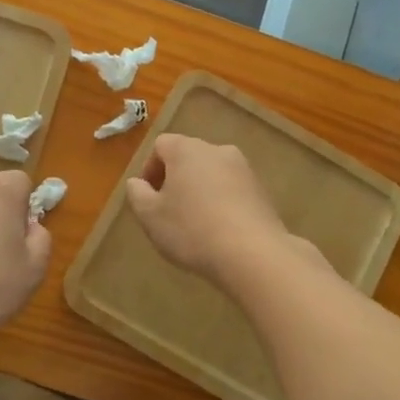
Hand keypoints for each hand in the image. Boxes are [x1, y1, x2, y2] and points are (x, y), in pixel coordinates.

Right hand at [124, 134, 311, 285]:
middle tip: (168, 211)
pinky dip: (221, 203)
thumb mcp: (150, 216)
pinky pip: (232, 191)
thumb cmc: (191, 230)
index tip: (147, 197)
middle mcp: (217, 150)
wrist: (252, 253)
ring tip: (195, 224)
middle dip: (175, 180)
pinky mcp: (262, 191)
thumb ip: (137, 194)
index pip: (161, 145)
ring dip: (200, 191)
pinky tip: (219, 231)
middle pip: (189, 157)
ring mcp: (244, 169)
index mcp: (187, 150)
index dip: (149, 169)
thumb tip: (137, 183)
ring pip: (212, 174)